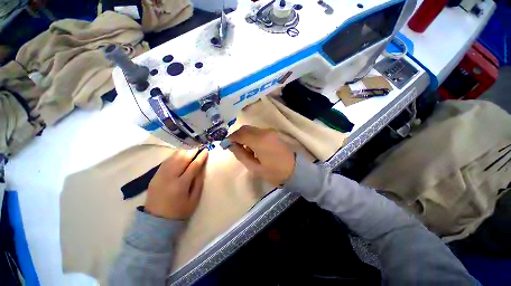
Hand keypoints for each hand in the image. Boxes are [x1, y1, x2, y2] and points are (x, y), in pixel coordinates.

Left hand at [144, 149, 208, 219]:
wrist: (155, 221)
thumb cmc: (179, 211)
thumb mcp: (193, 199)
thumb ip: (198, 182)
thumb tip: (202, 168)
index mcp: (181, 184)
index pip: (193, 166)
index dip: (201, 157)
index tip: (206, 150)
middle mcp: (169, 177)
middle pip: (182, 159)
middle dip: (192, 151)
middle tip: (199, 147)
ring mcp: (160, 175)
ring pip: (173, 158)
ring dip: (183, 151)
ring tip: (191, 149)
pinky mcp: (154, 176)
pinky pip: (165, 161)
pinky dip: (174, 156)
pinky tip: (179, 154)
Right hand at [228, 126, 295, 186]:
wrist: (295, 170)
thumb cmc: (274, 172)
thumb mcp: (255, 167)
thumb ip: (241, 154)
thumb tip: (231, 145)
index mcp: (259, 141)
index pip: (240, 134)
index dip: (230, 138)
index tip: (225, 144)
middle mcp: (264, 132)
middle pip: (245, 129)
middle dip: (237, 136)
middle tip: (234, 147)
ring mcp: (270, 132)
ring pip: (251, 129)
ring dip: (244, 136)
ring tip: (245, 150)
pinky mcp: (273, 133)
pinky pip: (258, 132)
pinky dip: (252, 137)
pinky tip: (253, 147)